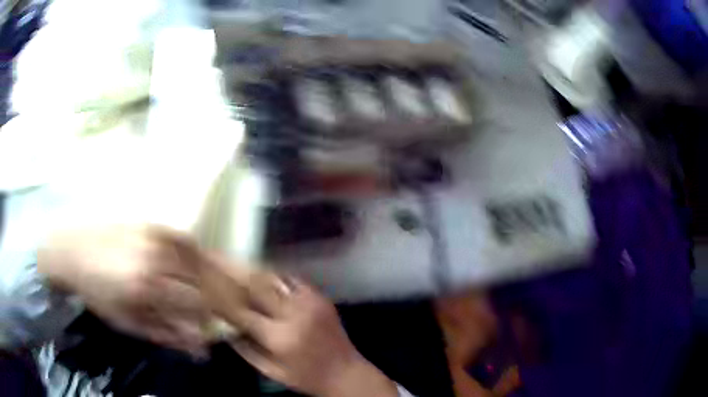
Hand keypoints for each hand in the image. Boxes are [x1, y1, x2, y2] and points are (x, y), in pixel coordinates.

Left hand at [38, 225, 208, 355]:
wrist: (72, 252)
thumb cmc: (96, 292)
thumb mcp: (127, 322)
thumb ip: (165, 334)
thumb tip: (198, 348)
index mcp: (146, 287)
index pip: (195, 303)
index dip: (207, 318)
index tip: (207, 328)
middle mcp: (154, 258)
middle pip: (200, 281)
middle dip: (209, 300)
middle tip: (206, 313)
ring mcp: (153, 237)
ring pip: (197, 259)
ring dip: (206, 278)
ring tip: (203, 290)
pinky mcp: (150, 223)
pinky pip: (184, 237)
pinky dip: (195, 252)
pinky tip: (193, 262)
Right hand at [204, 270, 397, 396]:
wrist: (347, 373)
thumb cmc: (307, 378)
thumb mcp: (272, 372)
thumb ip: (245, 349)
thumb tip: (224, 327)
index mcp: (279, 337)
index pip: (240, 310)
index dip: (219, 296)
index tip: (203, 284)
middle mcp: (293, 314)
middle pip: (256, 285)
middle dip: (232, 272)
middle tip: (214, 259)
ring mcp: (309, 302)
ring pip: (273, 277)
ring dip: (251, 270)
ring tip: (233, 261)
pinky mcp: (320, 297)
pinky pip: (291, 279)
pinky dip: (273, 275)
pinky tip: (261, 273)